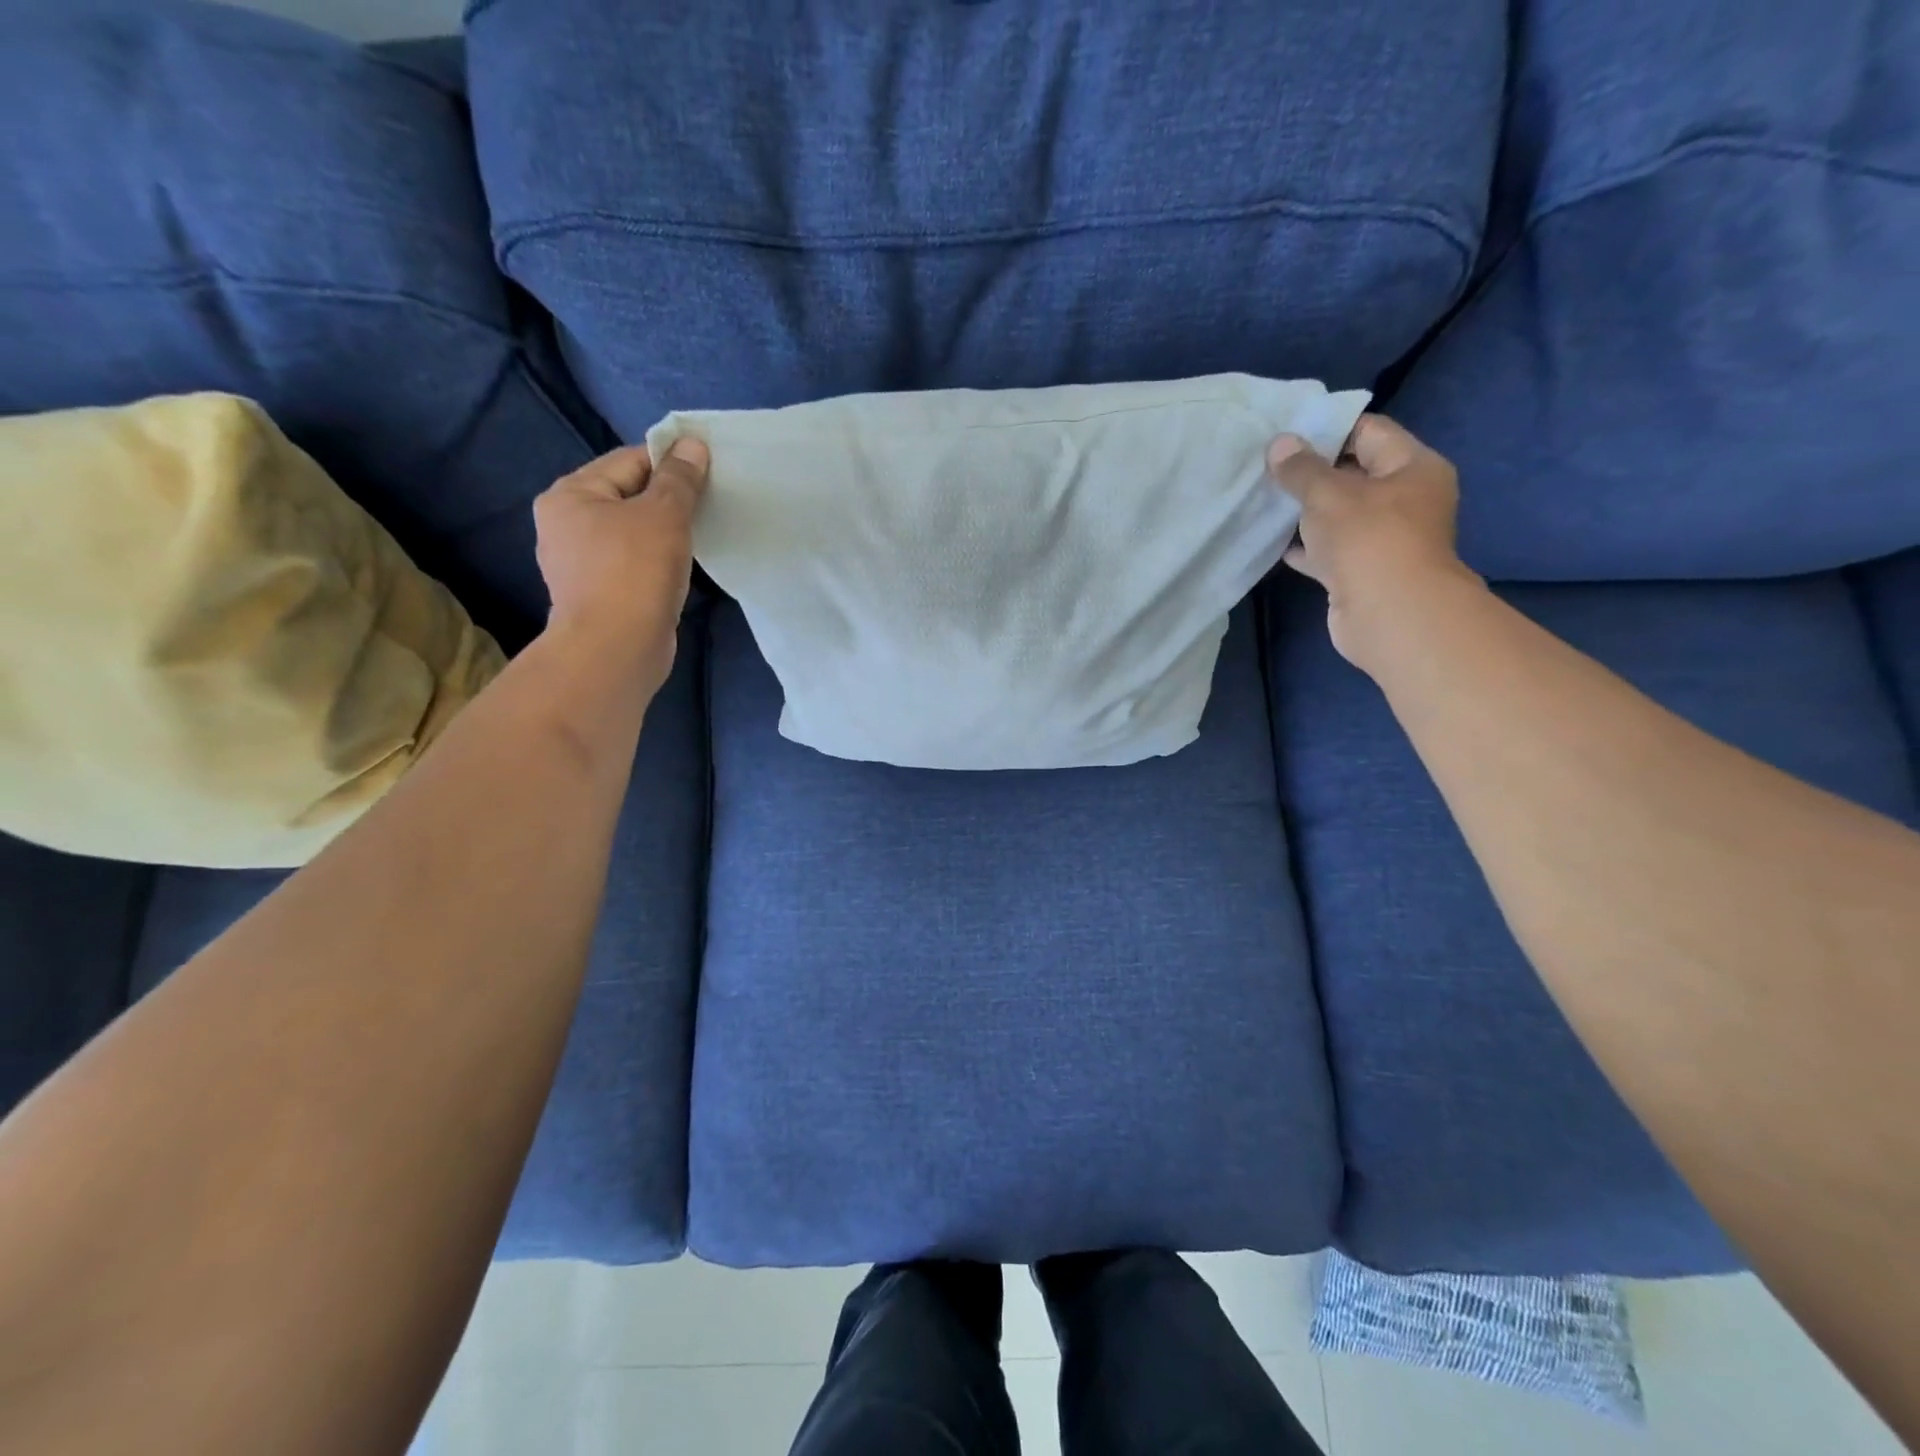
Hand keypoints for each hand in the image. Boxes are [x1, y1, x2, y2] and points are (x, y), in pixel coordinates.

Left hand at [533, 439, 708, 689]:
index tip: (708, 471)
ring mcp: (579, 563)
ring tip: (700, 535)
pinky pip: (633, 563)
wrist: (616, 650)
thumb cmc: (635, 572)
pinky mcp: (599, 594)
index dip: (669, 461)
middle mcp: (566, 524)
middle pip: (628, 496)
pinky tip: (681, 568)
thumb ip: (679, 479)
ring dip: (664, 532)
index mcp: (570, 494)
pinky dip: (657, 560)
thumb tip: (692, 444)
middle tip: (709, 504)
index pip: (628, 460)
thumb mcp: (664, 514)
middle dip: (668, 498)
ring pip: (632, 532)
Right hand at [1268, 414, 1479, 670]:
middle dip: (1312, 472)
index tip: (1286, 432)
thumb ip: (1301, 469)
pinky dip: (1305, 547)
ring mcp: (1384, 539)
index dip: (1328, 428)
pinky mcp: (1362, 572)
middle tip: (1267, 466)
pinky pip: (1330, 550)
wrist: (1389, 615)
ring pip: (1339, 515)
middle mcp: (1406, 499)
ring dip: (1305, 512)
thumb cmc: (1368, 540)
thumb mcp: (1328, 494)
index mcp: (1413, 467)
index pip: (1369, 432)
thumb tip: (1279, 443)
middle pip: (1354, 474)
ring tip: (1264, 500)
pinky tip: (1274, 542)